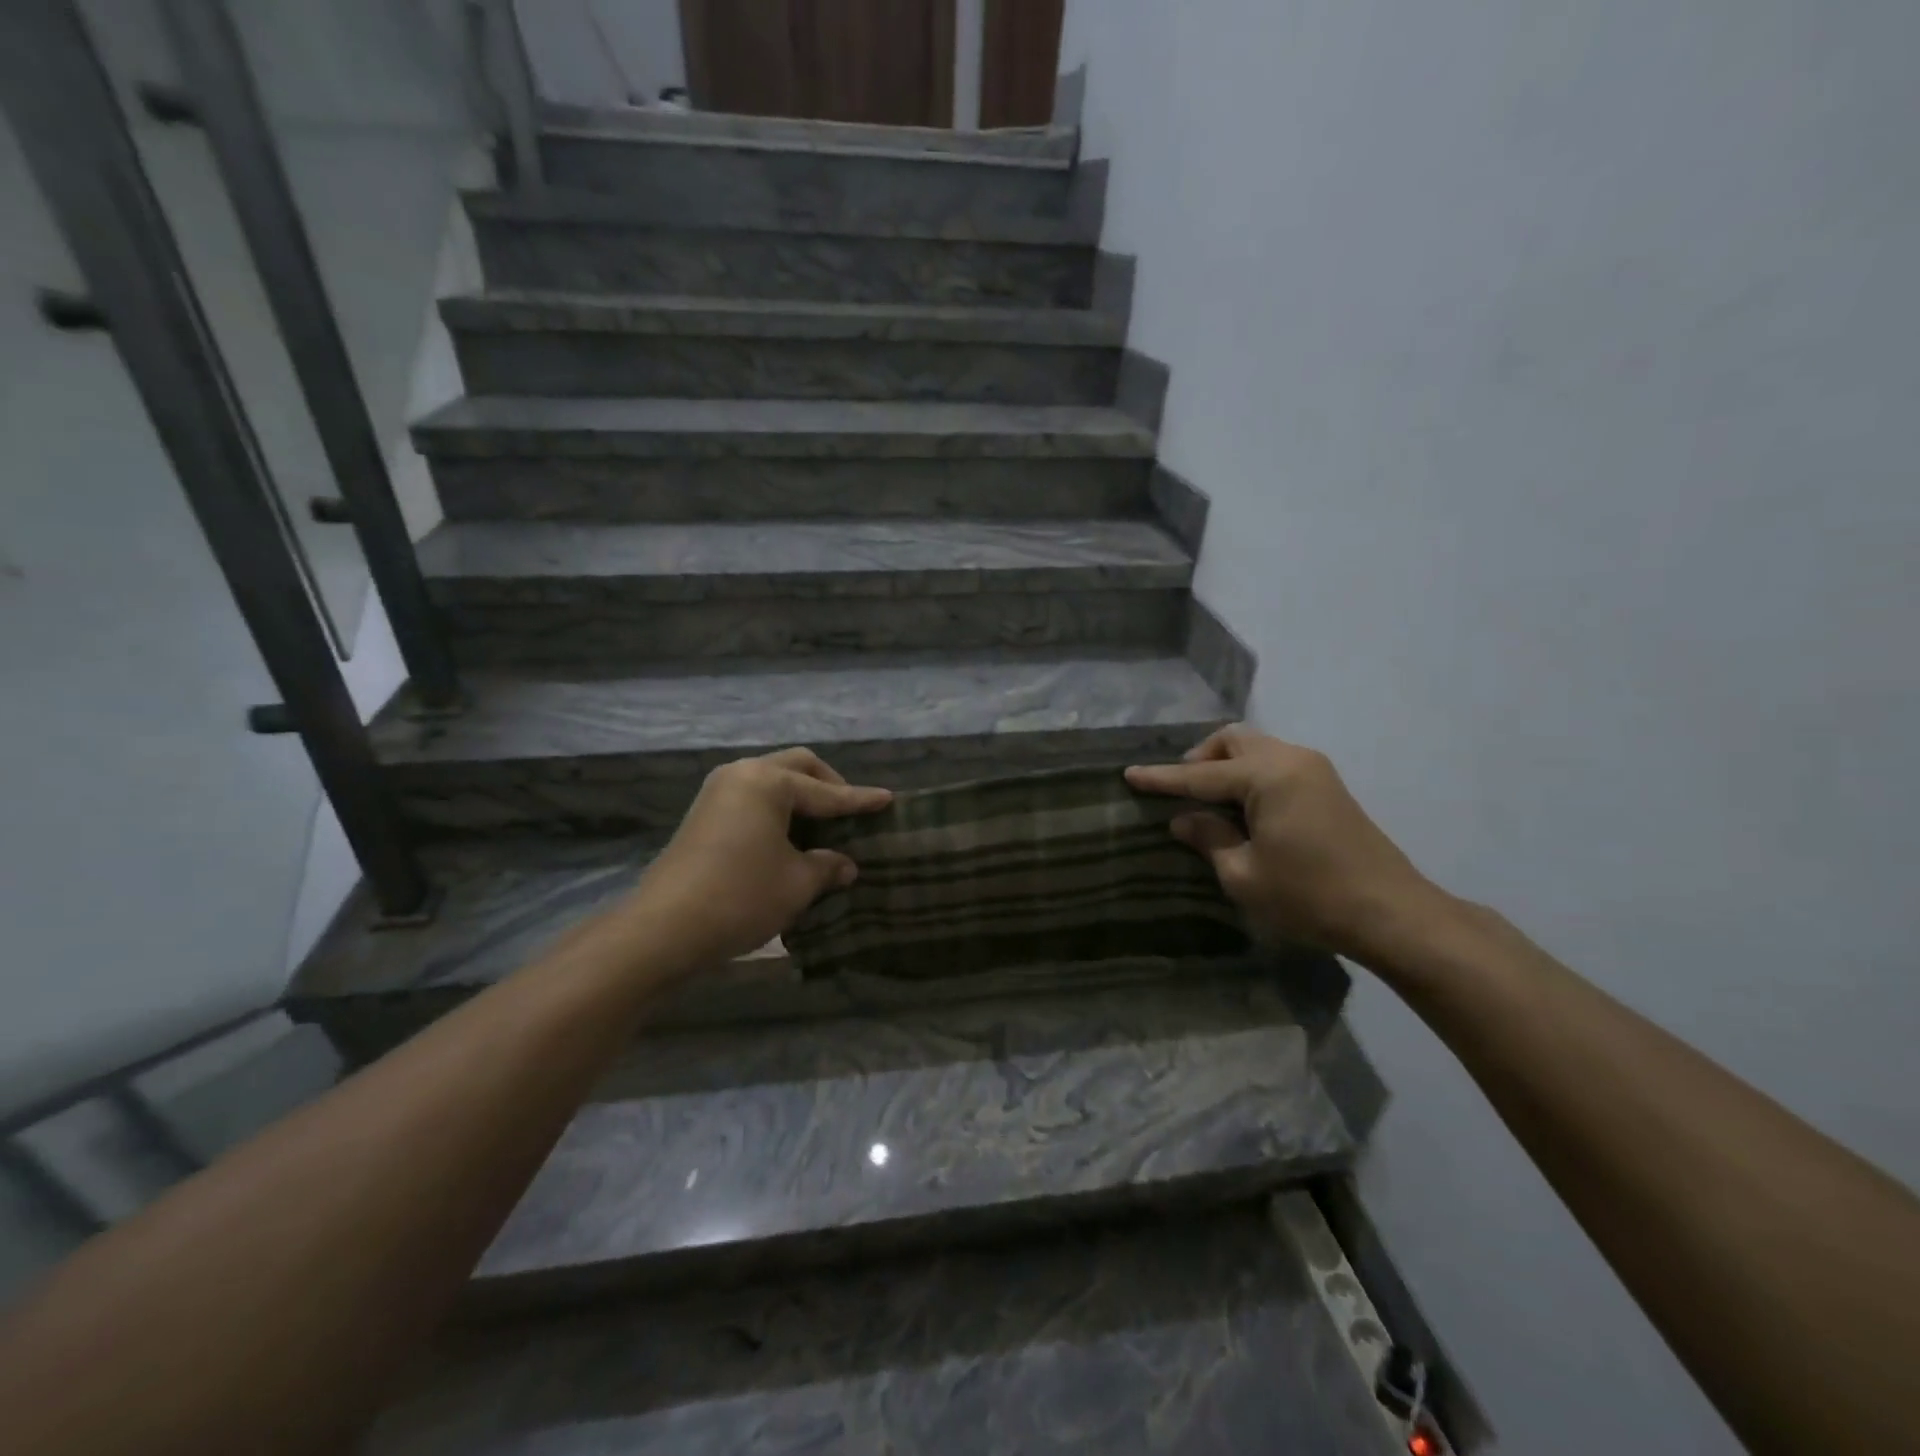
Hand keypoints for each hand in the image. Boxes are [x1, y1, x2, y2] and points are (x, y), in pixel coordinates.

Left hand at [628, 748, 890, 969]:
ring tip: (824, 827)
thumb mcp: (797, 883)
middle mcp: (742, 774)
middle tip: (851, 812)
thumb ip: (827, 866)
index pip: (826, 791)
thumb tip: (845, 865)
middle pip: (797, 767)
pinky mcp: (704, 815)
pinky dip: (778, 810)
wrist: (663, 928)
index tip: (888, 800)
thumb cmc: (741, 897)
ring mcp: (718, 792)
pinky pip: (753, 798)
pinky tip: (791, 838)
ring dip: (801, 798)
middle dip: (829, 786)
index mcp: (768, 782)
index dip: (860, 800)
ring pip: (772, 781)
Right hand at [1126, 727, 1443, 960]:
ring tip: (1208, 801)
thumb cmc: (1310, 896)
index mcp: (1268, 776)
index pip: (1200, 775)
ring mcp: (1314, 769)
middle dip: (1200, 759)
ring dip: (1226, 765)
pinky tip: (1242, 808)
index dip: (1162, 778)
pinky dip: (1249, 774)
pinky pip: (1275, 763)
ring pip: (1256, 748)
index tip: (1128, 773)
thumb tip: (1183, 820)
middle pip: (1233, 739)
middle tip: (1180, 791)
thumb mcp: (1244, 875)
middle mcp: (1291, 759)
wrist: (1392, 914)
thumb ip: (1209, 838)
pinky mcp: (1328, 786)